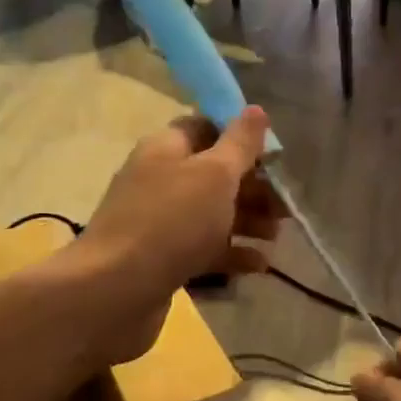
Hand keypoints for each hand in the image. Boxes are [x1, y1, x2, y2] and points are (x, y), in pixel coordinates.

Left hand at [75, 107, 281, 362]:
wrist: (115, 291)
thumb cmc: (171, 222)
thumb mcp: (214, 175)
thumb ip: (239, 144)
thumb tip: (255, 109)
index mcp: (166, 149)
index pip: (205, 128)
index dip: (240, 137)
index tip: (273, 157)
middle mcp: (159, 180)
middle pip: (213, 174)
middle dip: (252, 187)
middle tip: (285, 207)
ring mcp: (159, 223)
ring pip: (211, 214)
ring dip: (247, 221)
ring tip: (276, 236)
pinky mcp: (162, 260)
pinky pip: (204, 249)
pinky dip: (232, 254)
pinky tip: (259, 266)